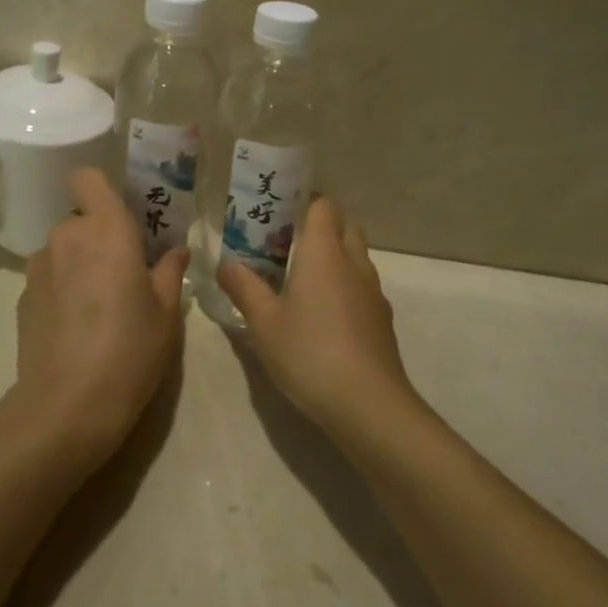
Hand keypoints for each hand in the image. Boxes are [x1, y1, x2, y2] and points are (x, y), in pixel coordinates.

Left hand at [12, 168, 189, 474]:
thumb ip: (169, 271)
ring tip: (100, 305)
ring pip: (63, 250)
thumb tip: (176, 249)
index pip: (87, 178)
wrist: (67, 406)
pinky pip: (49, 278)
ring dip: (80, 264)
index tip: (123, 213)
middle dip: (100, 237)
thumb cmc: (130, 349)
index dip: (101, 188)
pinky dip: (62, 289)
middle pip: (81, 218)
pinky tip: (77, 328)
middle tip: (125, 272)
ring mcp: (38, 268)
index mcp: (105, 229)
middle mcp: (66, 237)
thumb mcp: (166, 312)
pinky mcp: (21, 298)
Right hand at [219, 198, 415, 444]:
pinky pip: (362, 288)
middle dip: (320, 228)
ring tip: (301, 282)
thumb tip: (225, 263)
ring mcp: (373, 291)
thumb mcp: (264, 323)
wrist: (368, 404)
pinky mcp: (382, 320)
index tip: (279, 213)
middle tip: (286, 246)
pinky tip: (323, 317)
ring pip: (356, 258)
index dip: (305, 202)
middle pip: (344, 227)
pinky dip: (345, 288)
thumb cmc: (309, 353)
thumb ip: (244, 288)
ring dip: (334, 259)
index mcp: (324, 252)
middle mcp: (353, 262)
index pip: (323, 206)